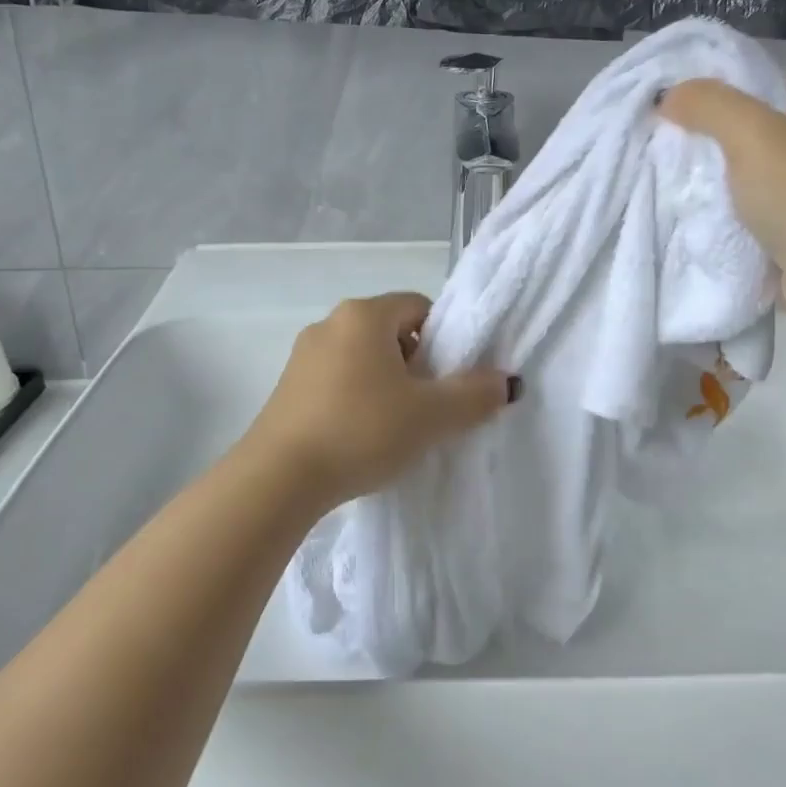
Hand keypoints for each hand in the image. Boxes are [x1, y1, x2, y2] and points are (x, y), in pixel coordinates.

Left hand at [239, 292, 514, 514]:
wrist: (279, 479)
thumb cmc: (362, 431)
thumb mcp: (431, 416)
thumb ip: (475, 395)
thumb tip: (506, 382)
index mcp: (364, 314)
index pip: (419, 307)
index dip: (444, 340)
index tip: (449, 380)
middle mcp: (330, 323)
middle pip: (391, 332)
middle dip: (416, 364)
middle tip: (428, 406)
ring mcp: (303, 355)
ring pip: (363, 358)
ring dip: (386, 384)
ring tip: (396, 427)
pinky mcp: (287, 387)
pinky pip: (337, 380)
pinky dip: (356, 398)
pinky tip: (361, 436)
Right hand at [660, 73, 785, 334]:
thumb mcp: (755, 136)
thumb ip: (709, 105)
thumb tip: (668, 95)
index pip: (770, 84)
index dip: (721, 96)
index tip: (677, 115)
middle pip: (762, 126)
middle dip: (717, 140)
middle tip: (673, 149)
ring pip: (758, 169)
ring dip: (722, 178)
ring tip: (681, 181)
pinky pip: (762, 204)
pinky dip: (734, 208)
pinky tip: (703, 211)